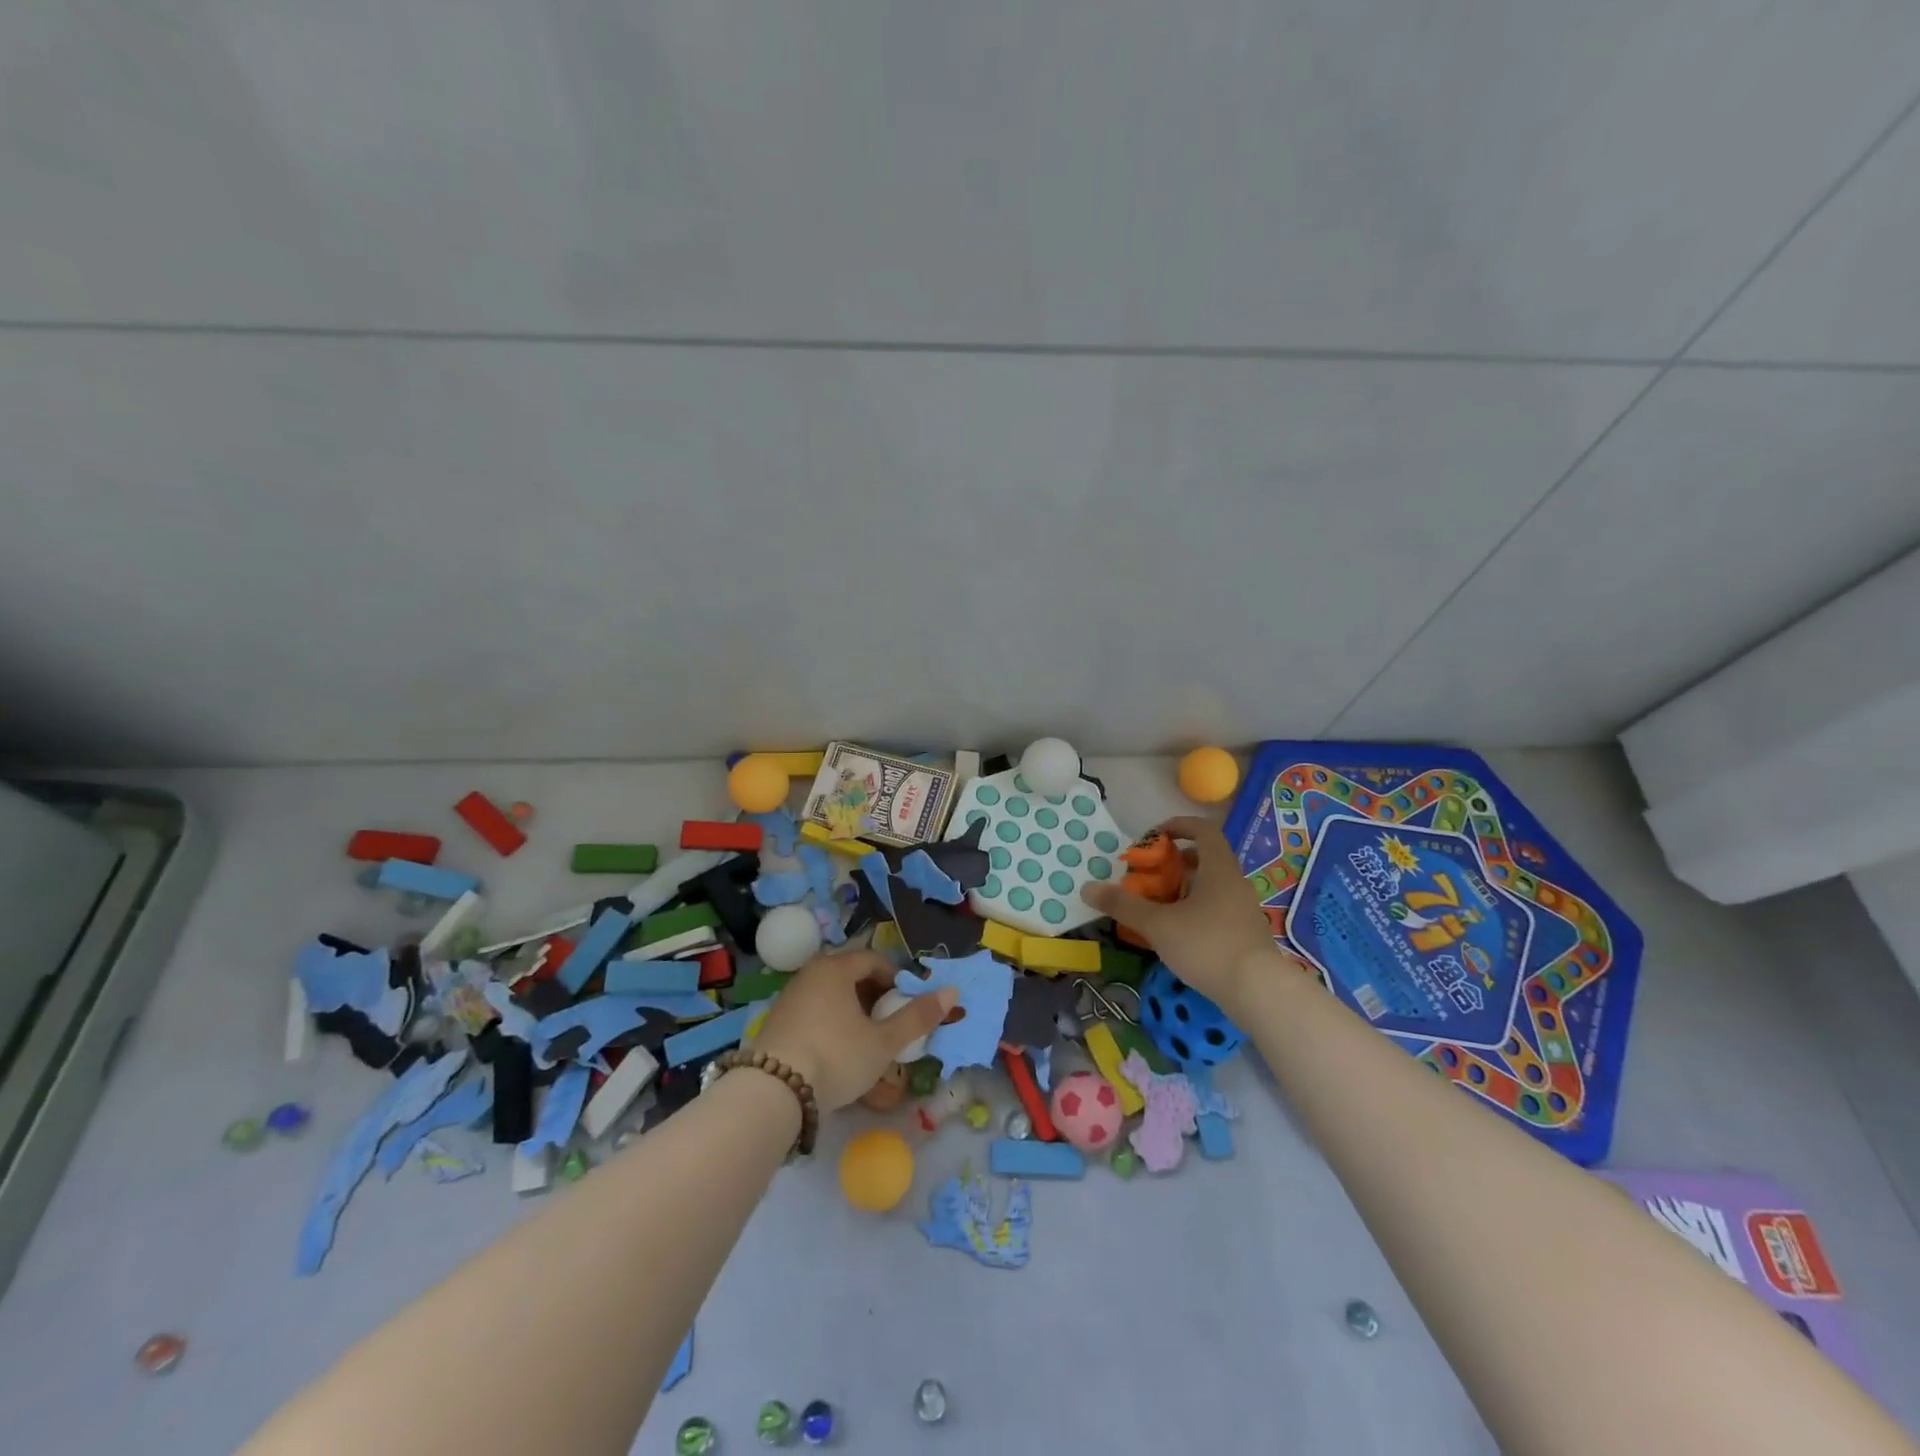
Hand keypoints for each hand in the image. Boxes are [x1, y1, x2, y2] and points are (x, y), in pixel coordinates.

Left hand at [752, 949, 956, 1111]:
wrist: (772, 1093)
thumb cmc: (836, 1057)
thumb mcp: (883, 1042)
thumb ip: (917, 1017)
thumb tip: (952, 993)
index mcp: (836, 968)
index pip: (874, 960)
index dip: (896, 979)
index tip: (907, 1005)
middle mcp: (810, 974)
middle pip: (851, 976)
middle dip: (875, 997)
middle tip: (890, 1025)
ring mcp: (789, 998)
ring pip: (831, 996)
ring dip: (853, 1013)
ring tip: (866, 1042)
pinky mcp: (776, 1023)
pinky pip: (813, 1014)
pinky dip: (831, 1025)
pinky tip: (836, 1054)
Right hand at [1081, 815, 1291, 1014]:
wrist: (1259, 991)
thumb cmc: (1207, 945)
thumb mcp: (1158, 924)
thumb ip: (1123, 905)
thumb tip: (1087, 887)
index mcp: (1218, 869)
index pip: (1204, 831)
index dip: (1180, 826)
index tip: (1157, 835)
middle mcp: (1235, 883)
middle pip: (1207, 859)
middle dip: (1177, 861)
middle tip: (1152, 874)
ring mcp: (1244, 909)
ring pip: (1213, 886)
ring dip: (1187, 888)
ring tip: (1161, 904)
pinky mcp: (1247, 934)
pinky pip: (1219, 909)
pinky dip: (1197, 910)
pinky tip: (1180, 933)